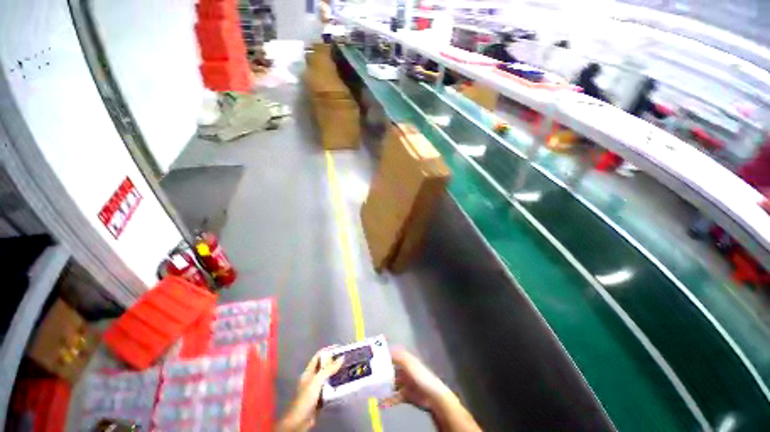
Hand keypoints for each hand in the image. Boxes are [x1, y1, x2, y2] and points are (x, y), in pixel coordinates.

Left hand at [274, 349, 343, 431]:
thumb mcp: (316, 382)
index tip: (339, 348)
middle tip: (346, 359)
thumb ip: (328, 370)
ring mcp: (316, 389)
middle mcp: (312, 379)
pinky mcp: (320, 399)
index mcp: (308, 372)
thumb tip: (341, 358)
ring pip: (328, 378)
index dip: (328, 350)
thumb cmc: (305, 399)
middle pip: (324, 366)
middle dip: (334, 362)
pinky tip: (343, 385)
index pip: (319, 356)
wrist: (298, 422)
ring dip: (336, 374)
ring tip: (347, 370)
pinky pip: (330, 389)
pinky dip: (336, 386)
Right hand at [380, 348, 452, 411]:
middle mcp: (405, 370)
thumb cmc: (420, 376)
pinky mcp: (406, 395)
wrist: (432, 396)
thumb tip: (388, 348)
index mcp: (406, 361)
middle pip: (391, 370)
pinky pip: (395, 397)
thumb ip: (398, 355)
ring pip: (392, 384)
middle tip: (370, 376)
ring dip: (384, 387)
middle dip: (382, 373)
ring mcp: (406, 383)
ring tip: (373, 390)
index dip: (385, 356)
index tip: (374, 358)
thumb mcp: (409, 363)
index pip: (394, 355)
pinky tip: (381, 404)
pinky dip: (388, 400)